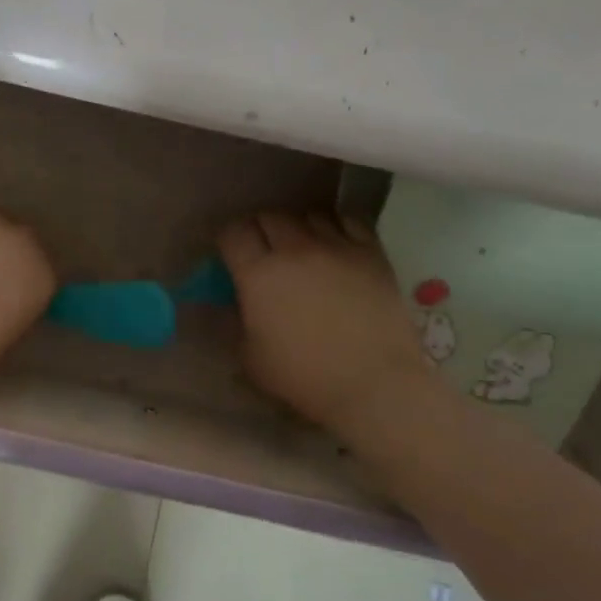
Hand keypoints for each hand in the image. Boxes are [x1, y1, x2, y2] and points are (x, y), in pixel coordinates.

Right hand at [218, 210, 437, 439]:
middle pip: (268, 216)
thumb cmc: (304, 376)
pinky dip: (335, 227)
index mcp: (258, 274)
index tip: (230, 255)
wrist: (374, 384)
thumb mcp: (250, 357)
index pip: (233, 233)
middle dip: (260, 230)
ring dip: (297, 228)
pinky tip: (335, 245)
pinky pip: (348, 221)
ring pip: (308, 215)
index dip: (228, 240)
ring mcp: (336, 247)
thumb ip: (232, 322)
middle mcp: (294, 250)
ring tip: (301, 247)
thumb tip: (225, 303)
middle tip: (263, 251)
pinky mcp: (371, 253)